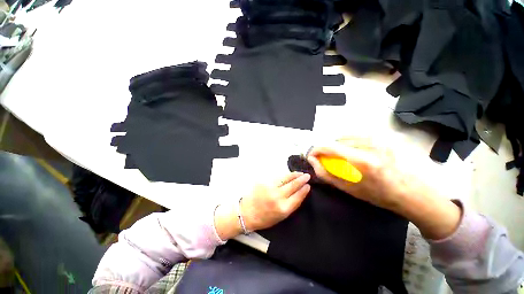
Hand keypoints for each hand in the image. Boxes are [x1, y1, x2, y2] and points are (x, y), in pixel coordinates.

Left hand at [241, 172, 310, 231]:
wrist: (246, 213)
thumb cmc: (265, 218)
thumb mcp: (281, 217)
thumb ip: (291, 205)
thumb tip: (300, 193)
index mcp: (283, 209)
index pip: (298, 196)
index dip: (304, 190)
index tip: (308, 186)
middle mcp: (277, 197)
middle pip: (293, 185)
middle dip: (301, 180)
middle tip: (307, 176)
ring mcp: (270, 187)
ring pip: (285, 178)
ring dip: (294, 175)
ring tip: (299, 173)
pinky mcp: (263, 182)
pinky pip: (277, 177)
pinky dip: (284, 176)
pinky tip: (288, 175)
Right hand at [307, 139, 410, 211]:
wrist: (409, 192)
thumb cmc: (378, 194)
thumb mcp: (348, 188)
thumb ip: (326, 173)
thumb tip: (312, 160)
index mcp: (362, 161)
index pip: (330, 147)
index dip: (316, 149)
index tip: (312, 155)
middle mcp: (370, 145)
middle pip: (337, 140)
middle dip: (328, 149)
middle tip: (328, 160)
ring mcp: (378, 139)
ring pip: (346, 136)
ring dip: (338, 146)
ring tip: (340, 156)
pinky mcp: (382, 137)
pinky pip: (356, 136)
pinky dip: (348, 142)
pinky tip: (352, 151)